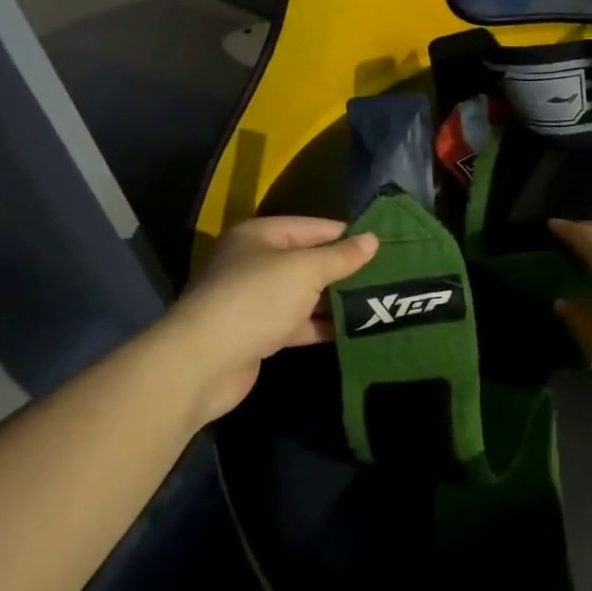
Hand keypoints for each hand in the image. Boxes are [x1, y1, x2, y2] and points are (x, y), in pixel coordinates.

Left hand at [165, 217, 377, 422]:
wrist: (203, 363)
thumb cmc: (256, 300)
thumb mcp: (305, 270)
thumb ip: (340, 256)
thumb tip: (373, 240)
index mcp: (261, 236)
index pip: (313, 227)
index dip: (348, 235)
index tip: (384, 245)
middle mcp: (256, 263)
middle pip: (309, 260)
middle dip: (344, 269)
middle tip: (387, 275)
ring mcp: (255, 300)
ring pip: (305, 294)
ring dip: (336, 300)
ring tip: (378, 301)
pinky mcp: (258, 334)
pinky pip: (298, 323)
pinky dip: (321, 325)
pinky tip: (352, 329)